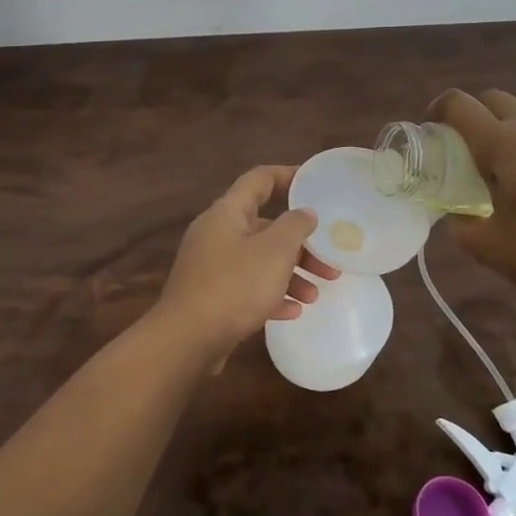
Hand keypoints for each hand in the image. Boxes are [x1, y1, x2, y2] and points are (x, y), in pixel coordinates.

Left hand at [147, 165, 340, 366]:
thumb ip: (294, 226)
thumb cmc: (234, 286)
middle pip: (264, 226)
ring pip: (258, 260)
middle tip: (328, 262)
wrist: (186, 339)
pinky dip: (270, 294)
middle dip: (299, 243)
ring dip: (289, 273)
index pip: (259, 179)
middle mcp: (216, 233)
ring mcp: (210, 265)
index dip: (287, 176)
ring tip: (315, 295)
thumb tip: (304, 212)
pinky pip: (246, 286)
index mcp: (227, 212)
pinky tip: (292, 312)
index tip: (314, 183)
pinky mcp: (209, 295)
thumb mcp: (274, 252)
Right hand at [430, 89, 515, 308]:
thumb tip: (454, 213)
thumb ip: (460, 224)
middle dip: (472, 111)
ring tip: (504, 142)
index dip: (438, 109)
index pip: (460, 104)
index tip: (432, 129)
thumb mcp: (486, 246)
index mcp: (502, 145)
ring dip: (509, 112)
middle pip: (494, 97)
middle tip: (464, 141)